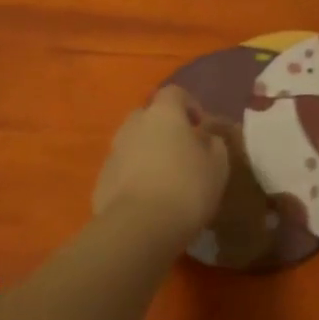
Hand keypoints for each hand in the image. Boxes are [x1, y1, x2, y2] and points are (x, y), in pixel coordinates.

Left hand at [93, 86, 229, 240]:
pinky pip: (122, 169)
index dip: (189, 104)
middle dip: (163, 128)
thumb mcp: (217, 166)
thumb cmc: (186, 188)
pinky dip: (133, 176)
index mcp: (163, 114)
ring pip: (132, 143)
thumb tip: (207, 138)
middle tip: (181, 151)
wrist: (138, 227)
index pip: (174, 93)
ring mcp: (113, 152)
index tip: (200, 126)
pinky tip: (147, 199)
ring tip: (164, 178)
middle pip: (148, 115)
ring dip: (147, 152)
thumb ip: (214, 145)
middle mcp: (133, 125)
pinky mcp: (101, 180)